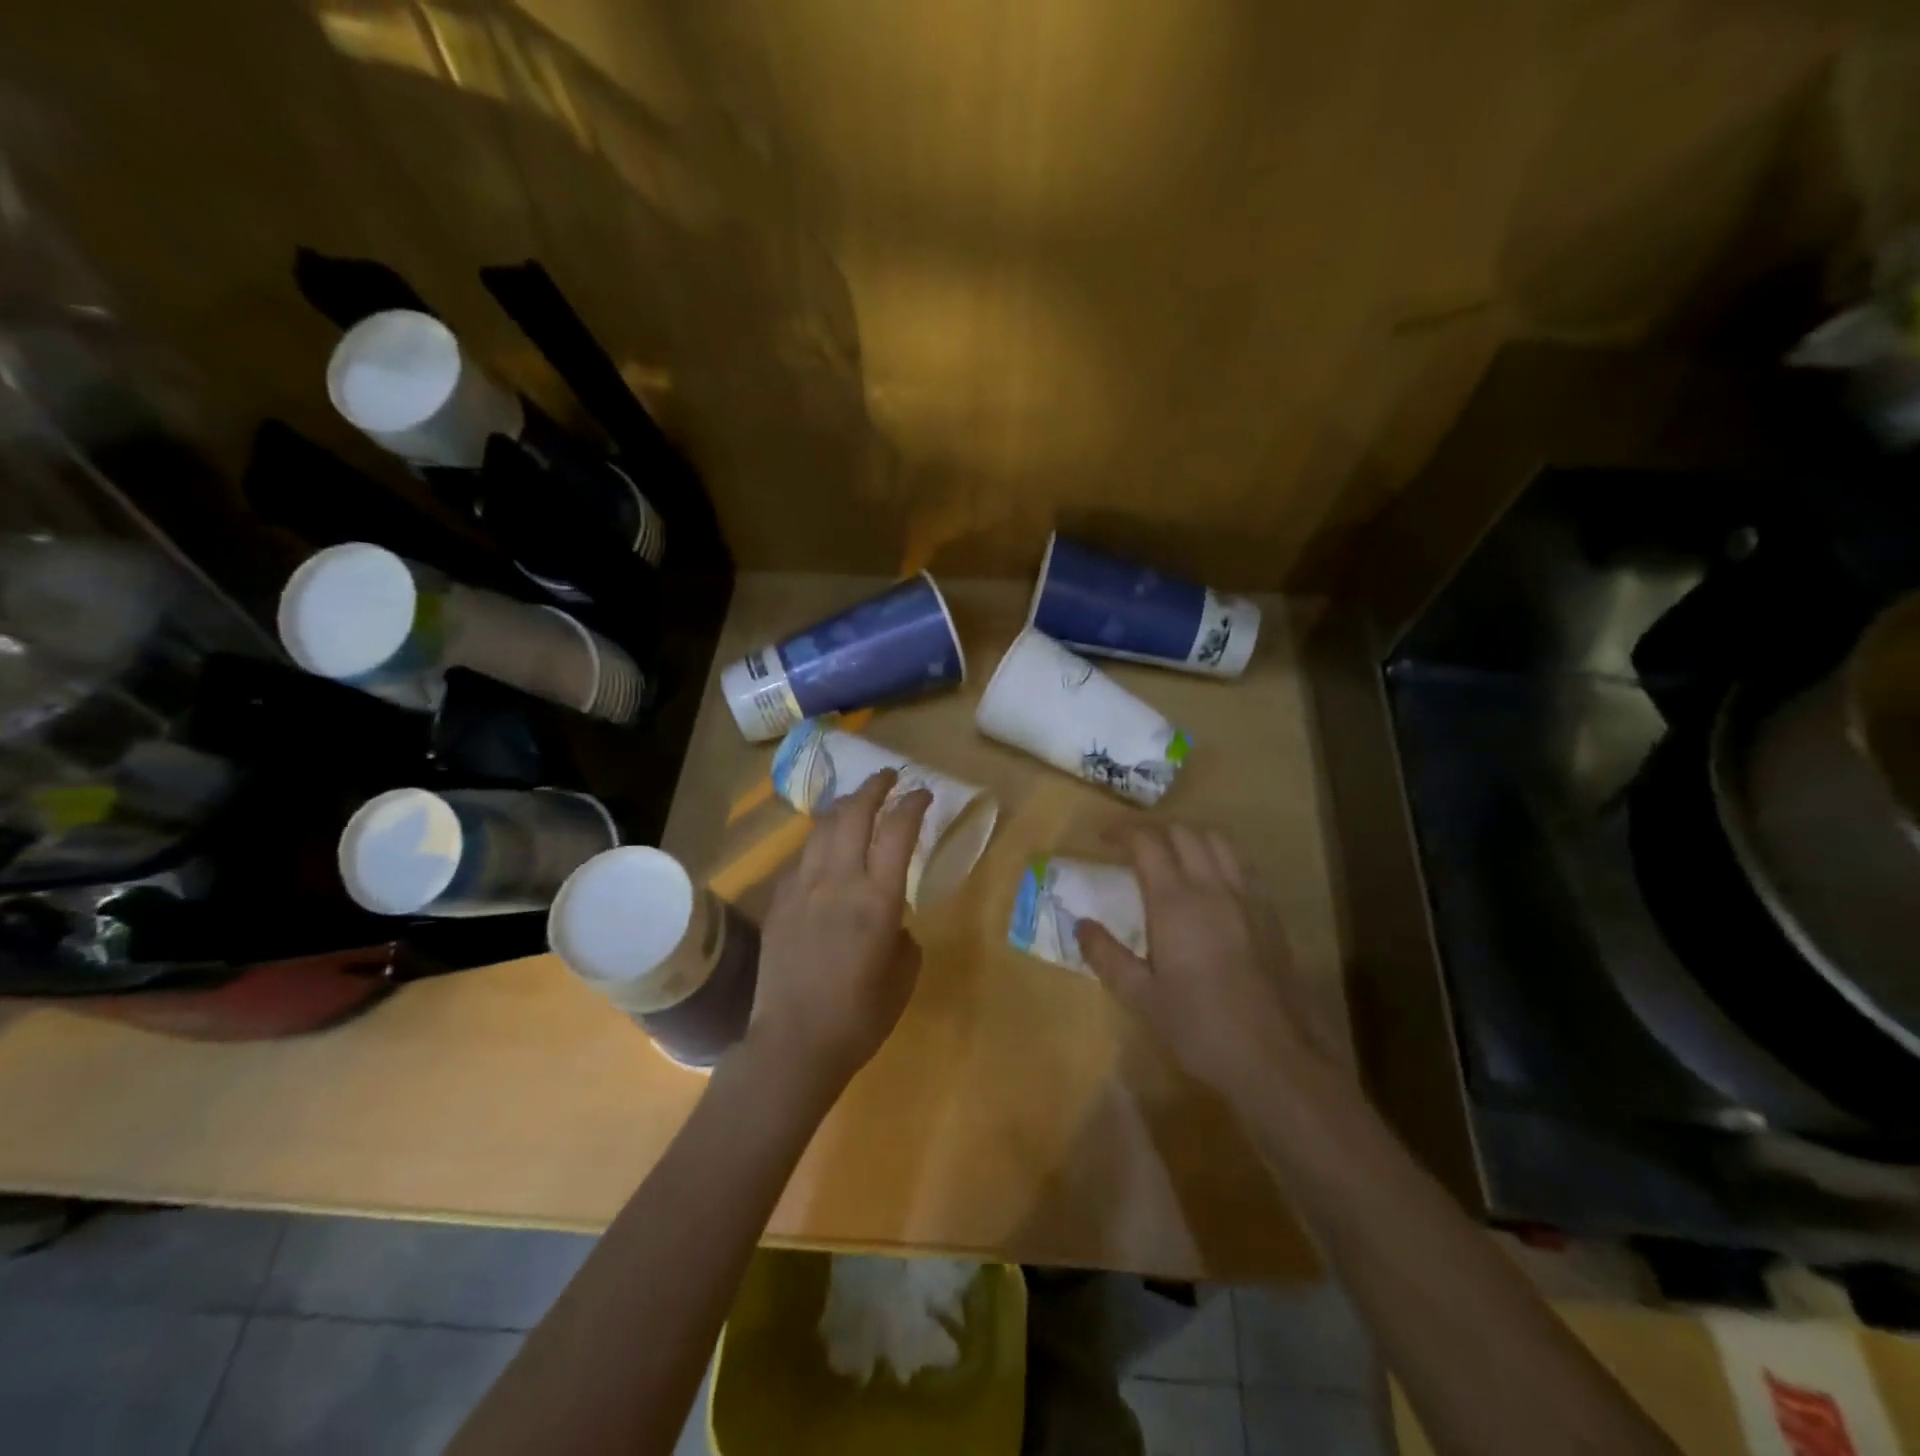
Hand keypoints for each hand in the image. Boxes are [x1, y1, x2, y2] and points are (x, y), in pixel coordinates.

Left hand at [748, 769, 931, 1093]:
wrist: (794, 1044)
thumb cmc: (860, 1016)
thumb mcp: (904, 974)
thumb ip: (902, 932)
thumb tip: (891, 916)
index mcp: (877, 900)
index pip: (897, 831)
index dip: (912, 804)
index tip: (923, 793)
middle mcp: (838, 882)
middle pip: (854, 814)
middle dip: (875, 787)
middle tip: (889, 777)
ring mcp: (802, 889)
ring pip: (822, 829)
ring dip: (844, 808)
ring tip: (856, 802)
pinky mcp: (778, 903)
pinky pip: (801, 859)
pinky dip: (819, 844)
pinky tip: (825, 852)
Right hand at [1075, 826, 1305, 1092]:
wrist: (1274, 1057)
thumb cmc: (1199, 1027)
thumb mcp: (1141, 997)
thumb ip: (1107, 955)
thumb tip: (1081, 925)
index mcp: (1175, 902)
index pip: (1148, 842)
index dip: (1122, 831)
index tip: (1102, 837)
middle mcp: (1213, 887)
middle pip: (1184, 832)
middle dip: (1154, 831)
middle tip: (1132, 848)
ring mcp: (1247, 897)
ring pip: (1218, 841)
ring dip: (1189, 837)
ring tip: (1171, 856)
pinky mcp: (1270, 914)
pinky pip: (1242, 865)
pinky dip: (1219, 857)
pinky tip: (1210, 883)